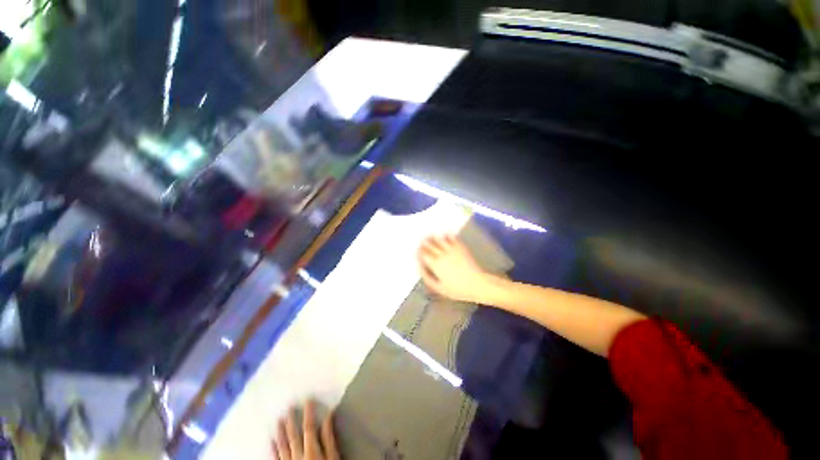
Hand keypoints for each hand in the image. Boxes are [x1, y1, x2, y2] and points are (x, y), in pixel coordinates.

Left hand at [274, 401, 338, 459]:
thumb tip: (329, 416)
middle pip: (294, 436)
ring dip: (280, 433)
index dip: (308, 413)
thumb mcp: (333, 458)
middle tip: (289, 407)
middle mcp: (298, 456)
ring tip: (278, 420)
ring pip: (282, 446)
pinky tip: (271, 442)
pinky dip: (273, 450)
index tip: (308, 400)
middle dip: (291, 421)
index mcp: (311, 451)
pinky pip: (276, 459)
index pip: (309, 428)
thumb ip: (329, 439)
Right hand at [417, 235, 493, 302]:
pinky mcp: (460, 247)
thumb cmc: (457, 289)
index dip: (419, 251)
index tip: (417, 251)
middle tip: (421, 241)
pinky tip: (445, 234)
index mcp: (436, 264)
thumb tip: (420, 267)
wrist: (477, 284)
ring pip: (439, 239)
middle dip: (424, 242)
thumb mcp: (439, 288)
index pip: (423, 254)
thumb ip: (427, 277)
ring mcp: (452, 249)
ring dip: (434, 237)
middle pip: (430, 244)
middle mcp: (442, 254)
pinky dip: (447, 235)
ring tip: (430, 235)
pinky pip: (452, 238)